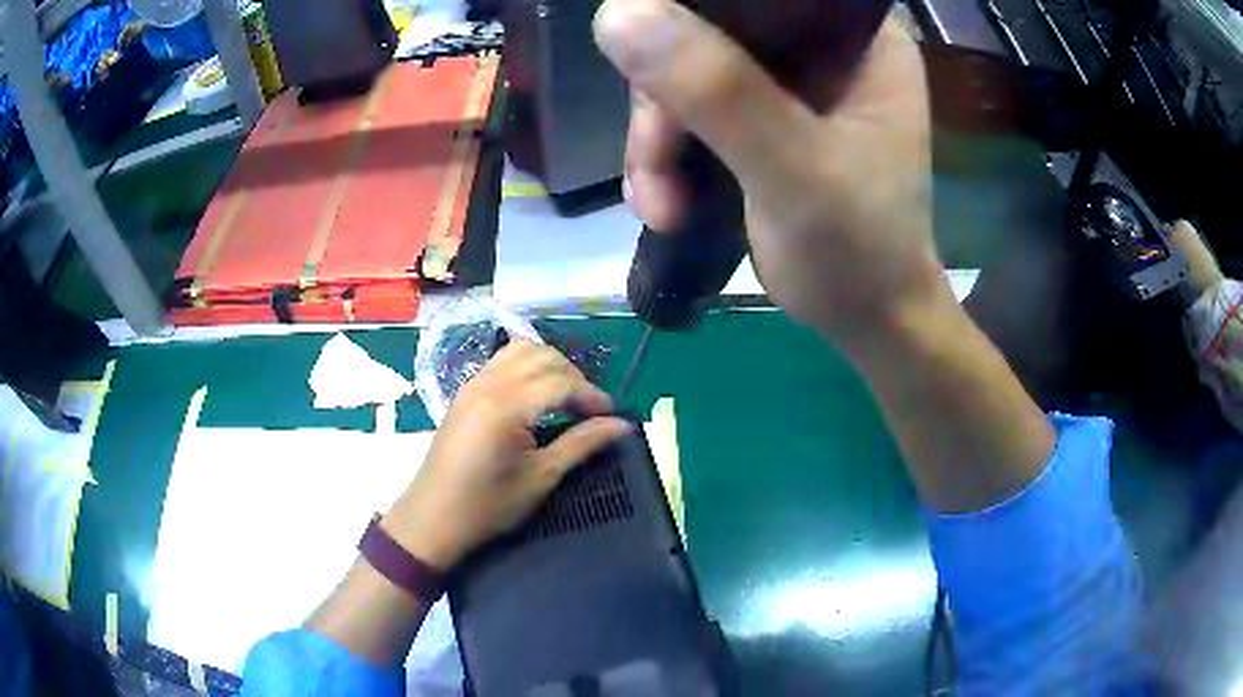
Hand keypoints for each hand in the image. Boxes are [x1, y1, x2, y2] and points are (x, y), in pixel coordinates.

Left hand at [384, 342, 631, 569]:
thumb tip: (622, 425)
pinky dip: (527, 366)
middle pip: (543, 357)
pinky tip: (536, 395)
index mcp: (506, 406)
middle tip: (590, 409)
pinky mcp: (465, 391)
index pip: (561, 382)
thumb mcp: (541, 478)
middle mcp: (488, 384)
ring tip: (566, 397)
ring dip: (550, 365)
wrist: (433, 518)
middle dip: (574, 377)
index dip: (592, 395)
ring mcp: (473, 383)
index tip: (611, 416)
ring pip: (520, 350)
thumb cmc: (488, 506)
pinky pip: (502, 360)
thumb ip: (581, 444)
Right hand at [594, 1, 942, 342]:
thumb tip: (617, 12)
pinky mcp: (760, 120)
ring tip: (660, 205)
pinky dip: (666, 158)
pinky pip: (691, 112)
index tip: (648, 53)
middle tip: (655, 164)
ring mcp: (789, 85)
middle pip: (711, 30)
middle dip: (665, 98)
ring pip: (689, 74)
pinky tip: (664, 205)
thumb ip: (717, 91)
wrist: (867, 322)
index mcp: (859, 40)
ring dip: (657, 141)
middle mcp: (823, 49)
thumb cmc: (858, 252)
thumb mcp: (794, 172)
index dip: (694, 6)